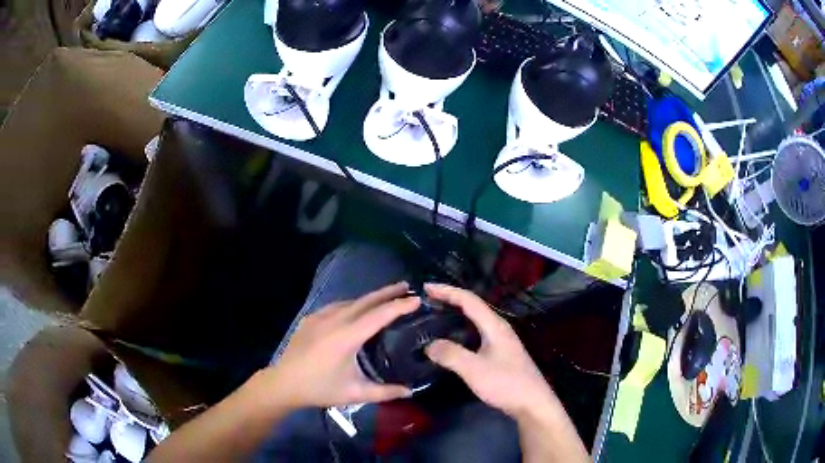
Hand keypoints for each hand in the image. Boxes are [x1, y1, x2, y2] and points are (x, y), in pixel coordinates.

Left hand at [266, 282, 417, 408]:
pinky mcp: (310, 319)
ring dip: (370, 298)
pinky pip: (336, 306)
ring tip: (386, 297)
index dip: (399, 306)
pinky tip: (356, 309)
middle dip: (387, 292)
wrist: (284, 383)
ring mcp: (320, 317)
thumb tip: (410, 391)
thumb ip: (385, 392)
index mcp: (347, 336)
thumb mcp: (355, 393)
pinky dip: (352, 304)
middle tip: (407, 286)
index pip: (379, 315)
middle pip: (365, 301)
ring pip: (350, 301)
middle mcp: (334, 320)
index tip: (417, 299)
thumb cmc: (320, 389)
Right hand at [424, 283, 555, 418]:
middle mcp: (498, 328)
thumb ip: (451, 354)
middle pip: (472, 306)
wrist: (532, 403)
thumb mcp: (474, 369)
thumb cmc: (506, 383)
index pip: (468, 300)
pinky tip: (452, 341)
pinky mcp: (500, 354)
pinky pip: (476, 334)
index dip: (447, 291)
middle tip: (426, 300)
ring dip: (455, 314)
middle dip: (450, 299)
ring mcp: (501, 341)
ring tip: (435, 316)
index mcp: (494, 326)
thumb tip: (429, 344)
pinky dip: (461, 331)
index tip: (425, 288)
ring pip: (475, 321)